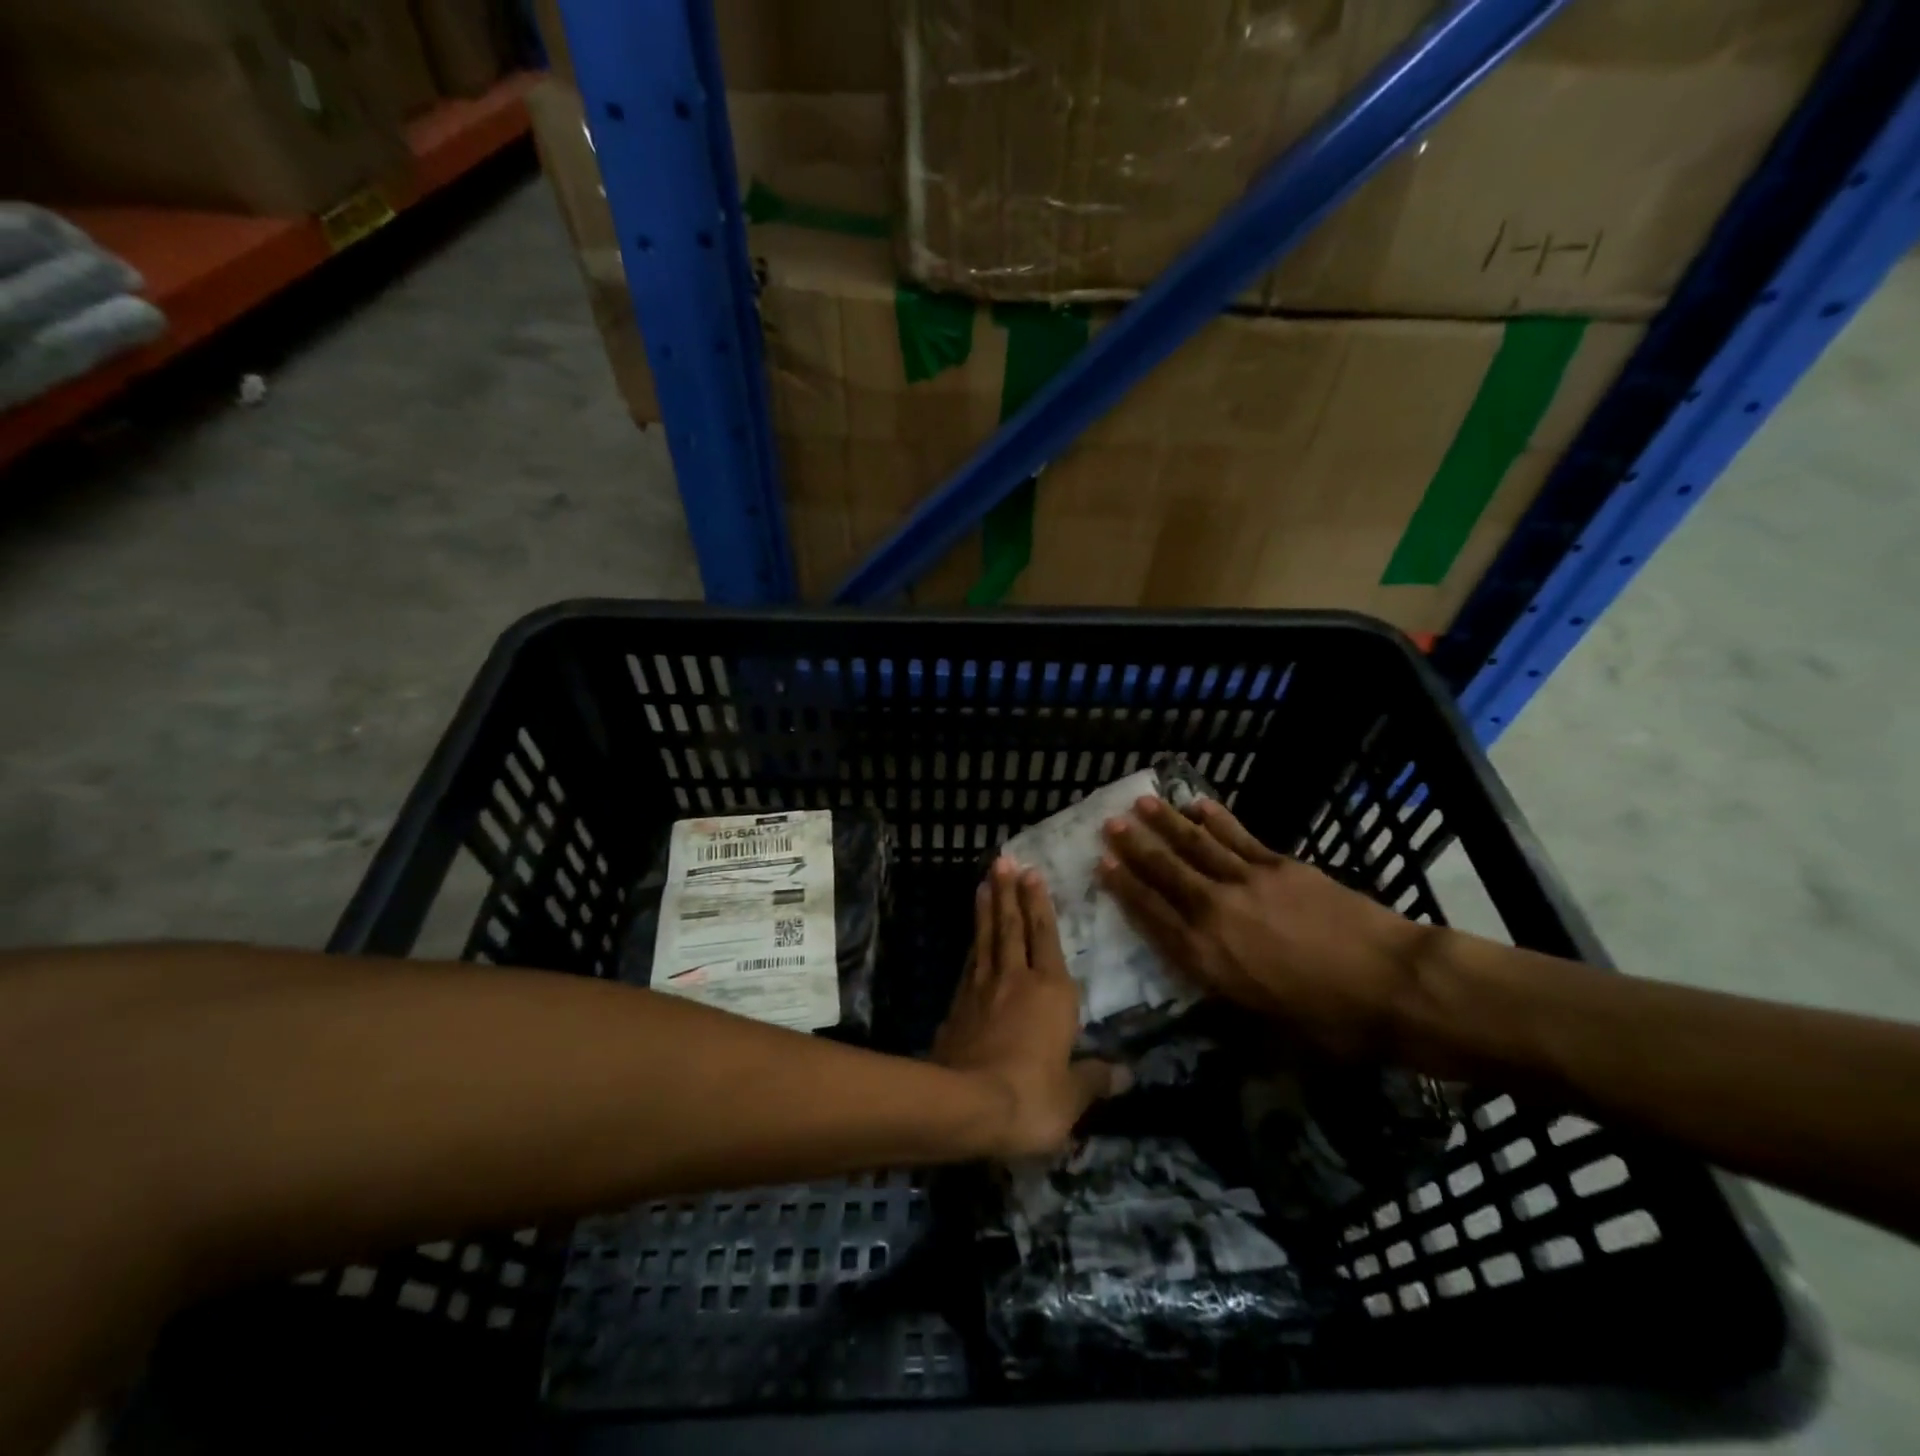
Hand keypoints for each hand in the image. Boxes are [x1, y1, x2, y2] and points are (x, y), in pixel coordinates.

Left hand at [932, 858, 1126, 1158]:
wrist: (966, 1104)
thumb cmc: (1032, 1096)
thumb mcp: (1072, 1096)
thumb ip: (1096, 1079)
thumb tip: (1126, 1074)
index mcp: (1052, 992)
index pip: (1047, 937)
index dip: (1040, 904)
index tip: (1032, 873)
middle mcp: (1017, 980)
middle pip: (1012, 927)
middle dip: (1010, 893)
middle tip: (1004, 861)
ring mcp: (982, 990)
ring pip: (987, 939)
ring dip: (987, 909)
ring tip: (985, 883)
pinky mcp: (958, 1006)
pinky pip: (970, 965)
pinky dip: (973, 945)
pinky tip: (972, 938)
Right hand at [1097, 796, 1428, 1059]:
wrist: (1392, 984)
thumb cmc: (1328, 1019)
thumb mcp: (1262, 1021)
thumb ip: (1224, 988)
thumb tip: (1205, 971)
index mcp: (1206, 957)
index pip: (1152, 915)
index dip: (1124, 888)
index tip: (1102, 864)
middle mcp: (1215, 913)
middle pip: (1166, 873)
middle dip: (1136, 847)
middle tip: (1111, 823)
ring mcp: (1247, 883)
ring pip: (1196, 846)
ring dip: (1167, 823)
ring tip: (1142, 803)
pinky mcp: (1279, 865)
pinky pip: (1238, 836)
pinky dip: (1216, 818)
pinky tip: (1198, 803)